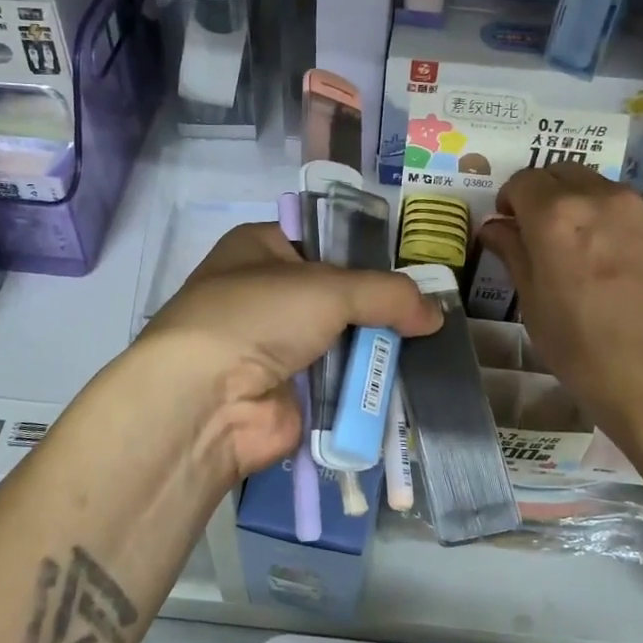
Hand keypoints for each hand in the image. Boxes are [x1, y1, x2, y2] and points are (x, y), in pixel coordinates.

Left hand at [136, 223, 441, 483]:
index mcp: (260, 249)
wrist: (208, 400)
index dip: (365, 253)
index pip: (323, 241)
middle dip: (378, 306)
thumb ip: (387, 294)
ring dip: (377, 348)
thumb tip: (435, 313)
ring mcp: (277, 347)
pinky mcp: (291, 393)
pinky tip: (405, 383)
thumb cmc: (260, 316)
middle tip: (427, 314)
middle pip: (337, 295)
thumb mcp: (328, 287)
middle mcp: (266, 294)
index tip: (410, 268)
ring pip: (342, 340)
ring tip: (428, 348)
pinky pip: (341, 383)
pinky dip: (367, 385)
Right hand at [478, 166, 642, 457]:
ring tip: (598, 254)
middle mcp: (607, 198)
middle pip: (566, 174)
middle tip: (549, 234)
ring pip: (610, 192)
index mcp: (558, 216)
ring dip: (592, 210)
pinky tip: (636, 272)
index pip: (524, 180)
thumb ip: (513, 252)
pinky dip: (631, 231)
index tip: (512, 225)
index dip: (511, 200)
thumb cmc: (582, 351)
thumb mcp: (532, 304)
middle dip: (549, 195)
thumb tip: (496, 227)